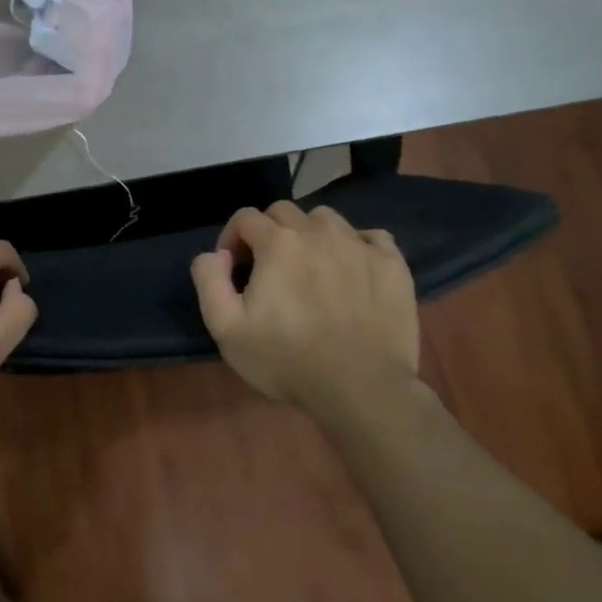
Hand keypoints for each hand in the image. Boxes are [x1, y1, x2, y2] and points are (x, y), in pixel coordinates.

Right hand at [190, 201, 418, 407]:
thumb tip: (215, 254)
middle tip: (268, 268)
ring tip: (310, 267)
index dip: (232, 238)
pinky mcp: (392, 265)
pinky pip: (371, 237)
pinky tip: (350, 271)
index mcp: (278, 243)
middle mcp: (319, 232)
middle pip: (284, 212)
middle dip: (268, 232)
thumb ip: (209, 280)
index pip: (246, 217)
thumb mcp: (227, 329)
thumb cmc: (287, 360)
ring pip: (326, 219)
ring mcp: (360, 246)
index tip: (233, 268)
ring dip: (310, 234)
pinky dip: (355, 246)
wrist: (362, 390)